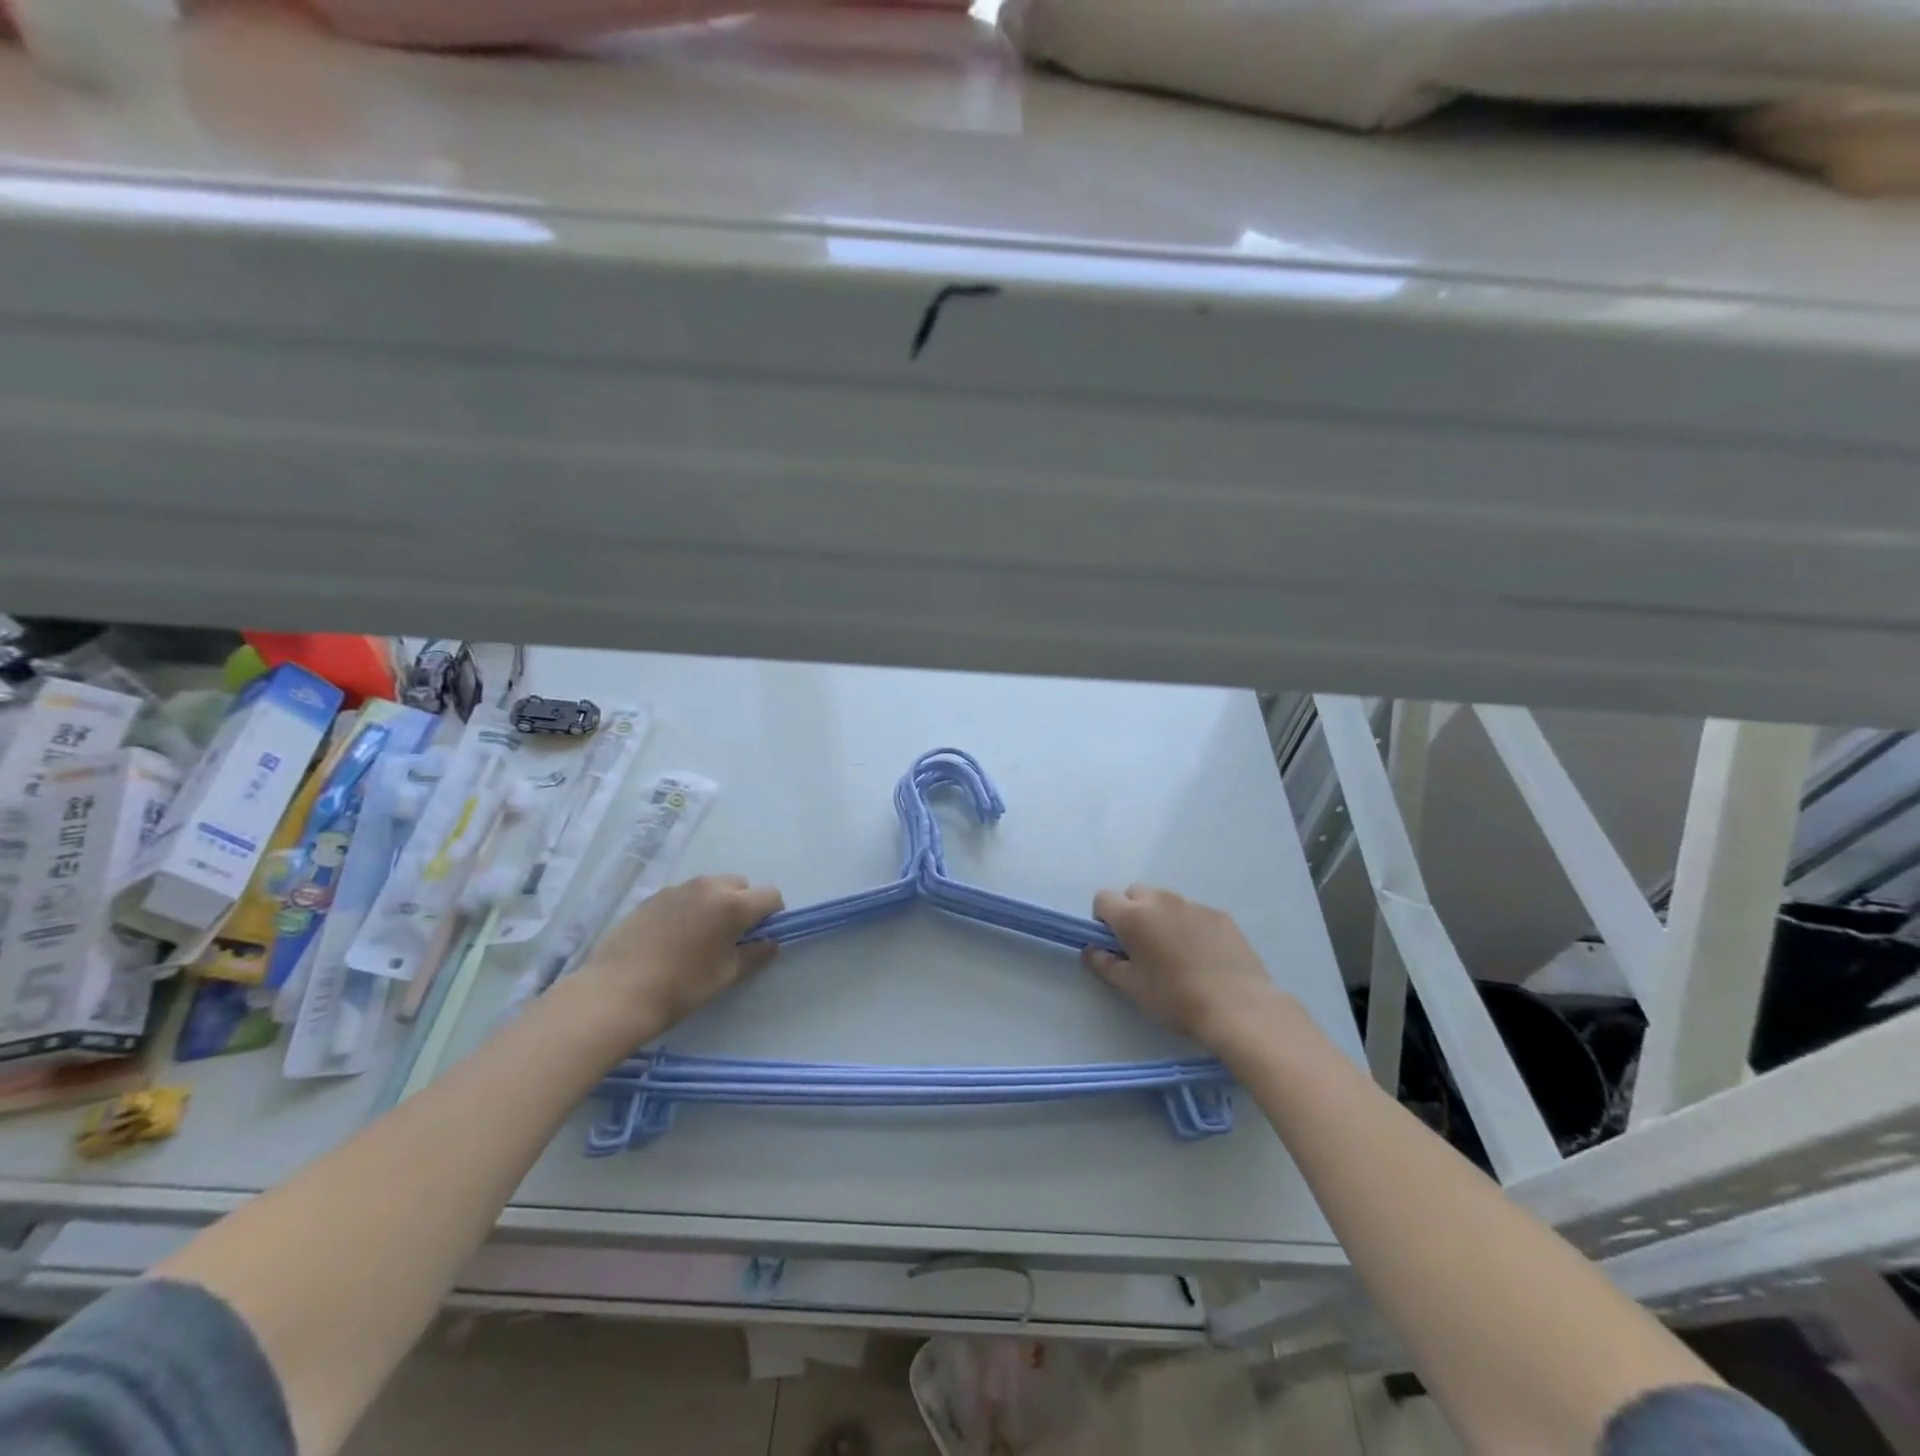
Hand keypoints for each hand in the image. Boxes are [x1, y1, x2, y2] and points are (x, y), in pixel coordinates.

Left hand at [576, 875, 784, 1036]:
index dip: (772, 915)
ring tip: (699, 937)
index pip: (770, 895)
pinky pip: (684, 894)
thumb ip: (754, 955)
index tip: (760, 936)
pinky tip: (673, 937)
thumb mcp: (725, 975)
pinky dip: (689, 907)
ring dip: (716, 903)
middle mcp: (708, 886)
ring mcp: (677, 888)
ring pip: (711, 887)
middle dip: (743, 905)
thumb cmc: (680, 987)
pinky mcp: (653, 896)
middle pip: (740, 885)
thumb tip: (771, 943)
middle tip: (730, 937)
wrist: (615, 993)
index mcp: (733, 904)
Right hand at [1084, 884, 1294, 1053]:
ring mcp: (1194, 905)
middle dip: (1132, 912)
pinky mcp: (1220, 915)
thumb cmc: (1175, 998)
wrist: (1237, 1006)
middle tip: (1142, 947)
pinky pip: (1194, 912)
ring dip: (1161, 917)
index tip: (1114, 944)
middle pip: (1135, 893)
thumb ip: (1103, 963)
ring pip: (1166, 902)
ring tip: (1176, 954)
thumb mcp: (1130, 987)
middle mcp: (1162, 901)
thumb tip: (1091, 950)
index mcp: (1134, 916)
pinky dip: (1190, 926)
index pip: (1104, 898)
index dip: (1103, 919)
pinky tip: (1202, 956)